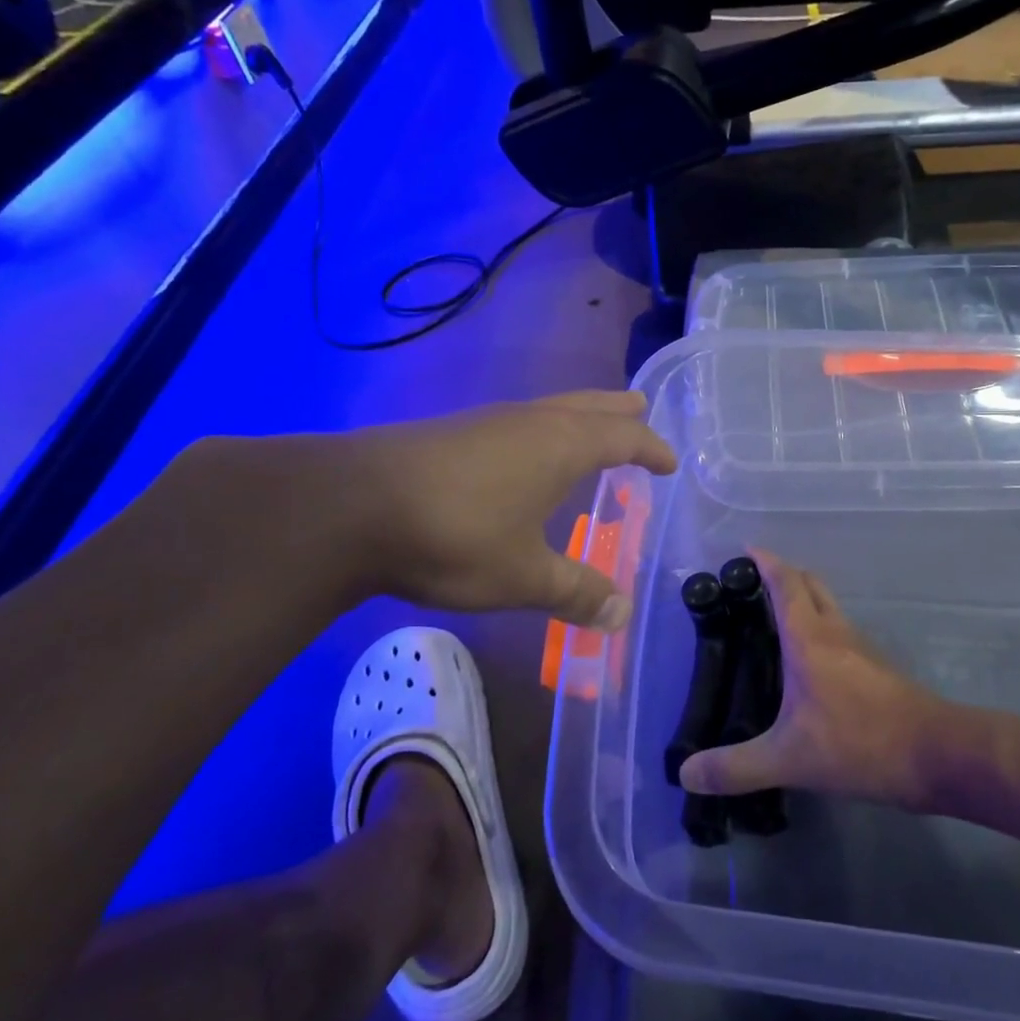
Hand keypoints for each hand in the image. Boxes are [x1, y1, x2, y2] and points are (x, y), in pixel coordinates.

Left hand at [169, 392, 675, 629]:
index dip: (649, 447)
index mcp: (560, 446)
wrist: (351, 507)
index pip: (622, 436)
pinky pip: (518, 422)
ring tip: (591, 428)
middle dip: (617, 411)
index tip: (669, 461)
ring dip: (578, 415)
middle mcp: (529, 423)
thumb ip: (575, 592)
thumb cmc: (454, 536)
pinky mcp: (452, 434)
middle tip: (641, 410)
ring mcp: (487, 423)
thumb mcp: (524, 575)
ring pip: (549, 409)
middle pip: (587, 406)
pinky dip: (542, 430)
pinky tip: (524, 453)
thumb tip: (621, 615)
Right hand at [678, 552, 946, 808]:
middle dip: (783, 575)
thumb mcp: (789, 759)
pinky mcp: (878, 667)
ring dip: (804, 600)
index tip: (744, 550)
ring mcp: (861, 647)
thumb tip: (687, 774)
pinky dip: (820, 628)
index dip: (765, 561)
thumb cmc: (859, 744)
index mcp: (809, 638)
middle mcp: (835, 631)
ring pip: (829, 606)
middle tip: (753, 585)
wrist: (936, 755)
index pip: (785, 583)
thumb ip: (736, 767)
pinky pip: (841, 631)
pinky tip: (809, 662)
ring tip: (774, 621)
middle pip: (810, 584)